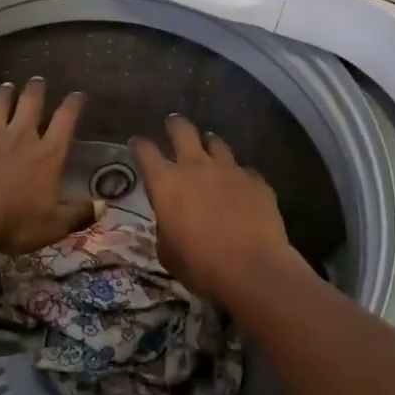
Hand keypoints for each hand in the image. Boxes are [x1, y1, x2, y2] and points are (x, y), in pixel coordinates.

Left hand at [0, 78, 94, 254]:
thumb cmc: (15, 222)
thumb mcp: (54, 225)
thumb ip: (78, 214)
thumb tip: (104, 207)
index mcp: (47, 155)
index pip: (65, 123)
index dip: (72, 106)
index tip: (76, 94)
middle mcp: (20, 138)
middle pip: (30, 106)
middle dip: (36, 91)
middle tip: (38, 80)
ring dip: (1, 96)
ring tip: (5, 86)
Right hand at [132, 116, 300, 307]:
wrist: (252, 270)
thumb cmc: (200, 266)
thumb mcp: (168, 253)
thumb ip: (166, 227)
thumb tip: (171, 222)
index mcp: (166, 184)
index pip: (145, 151)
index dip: (140, 145)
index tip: (137, 143)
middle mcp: (196, 167)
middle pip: (182, 130)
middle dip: (175, 125)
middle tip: (173, 125)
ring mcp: (229, 170)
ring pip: (217, 143)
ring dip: (210, 144)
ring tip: (209, 148)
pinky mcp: (256, 181)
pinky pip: (245, 171)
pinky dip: (239, 176)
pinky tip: (241, 186)